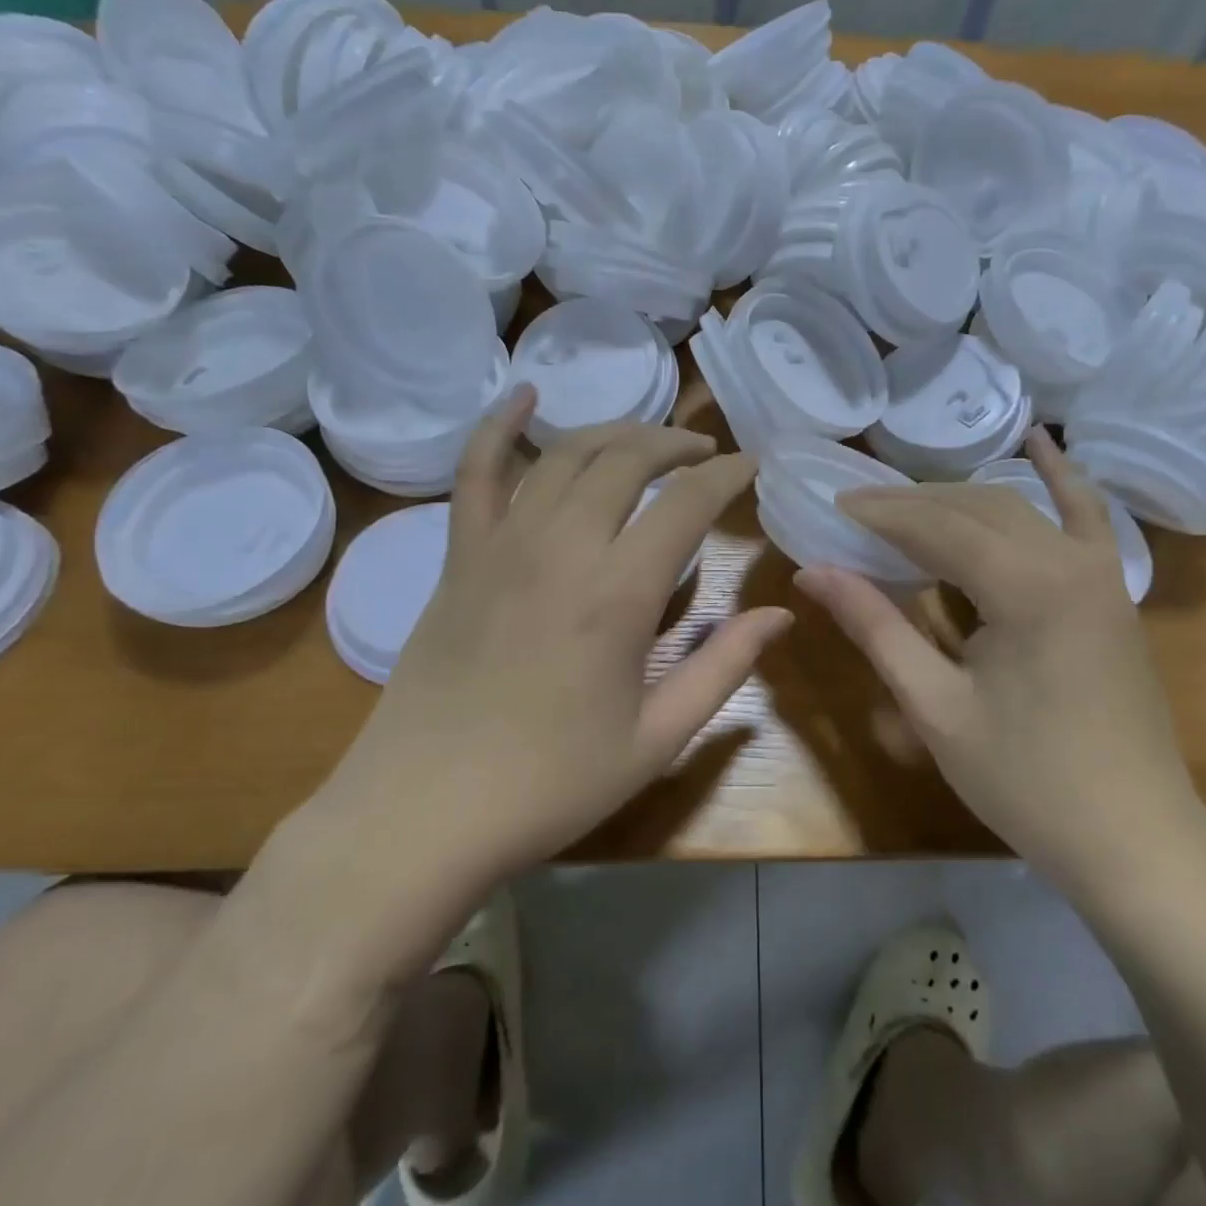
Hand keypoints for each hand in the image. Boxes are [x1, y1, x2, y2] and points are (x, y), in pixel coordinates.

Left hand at [313, 388, 789, 915]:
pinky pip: (477, 471)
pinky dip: (500, 426)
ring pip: (566, 454)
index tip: (751, 466)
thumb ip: (722, 669)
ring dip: (615, 433)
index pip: (687, 503)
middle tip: (704, 452)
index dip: (726, 475)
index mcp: (618, 594)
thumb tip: (780, 615)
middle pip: (627, 459)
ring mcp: (502, 544)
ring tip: (647, 440)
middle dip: (675, 443)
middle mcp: (562, 548)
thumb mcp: (655, 740)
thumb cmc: (550, 785)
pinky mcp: (459, 555)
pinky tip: (523, 395)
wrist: (425, 810)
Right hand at [794, 429, 1205, 890]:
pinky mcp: (1112, 592)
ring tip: (906, 505)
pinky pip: (1086, 517)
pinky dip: (1060, 478)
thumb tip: (813, 572)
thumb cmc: (1026, 780)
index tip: (833, 505)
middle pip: (975, 507)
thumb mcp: (935, 705)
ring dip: (958, 499)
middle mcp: (1069, 560)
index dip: (880, 513)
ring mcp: (1100, 572)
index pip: (937, 526)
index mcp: (1026, 587)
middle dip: (912, 503)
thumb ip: (876, 627)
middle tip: (857, 511)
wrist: (1134, 840)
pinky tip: (1038, 443)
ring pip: (1017, 509)